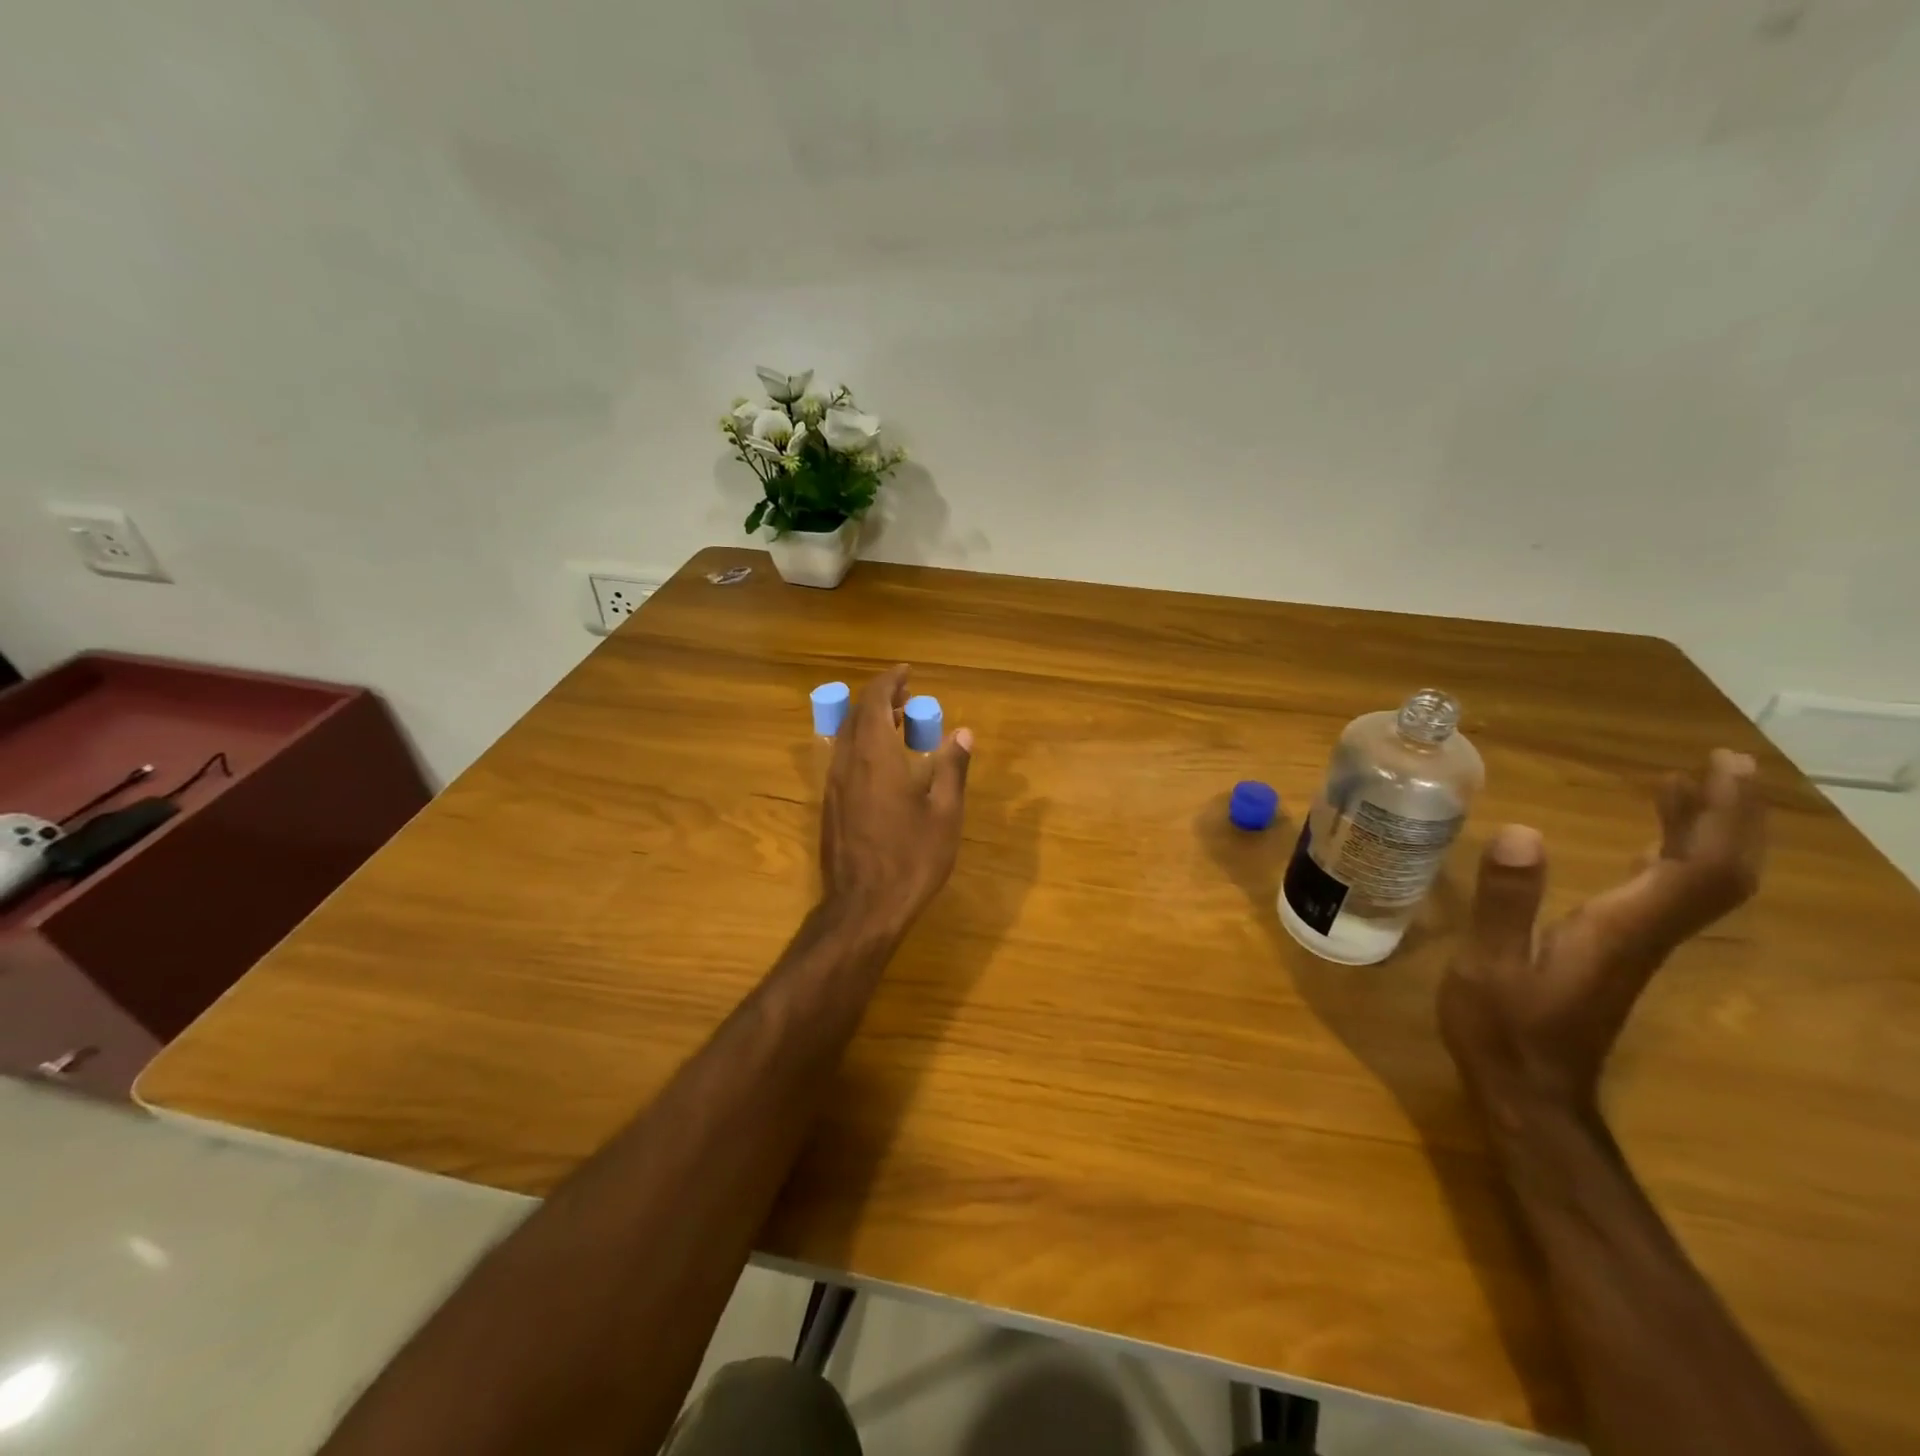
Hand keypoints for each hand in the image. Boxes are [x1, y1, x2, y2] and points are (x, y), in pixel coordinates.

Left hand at [820, 665, 972, 934]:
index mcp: (874, 756)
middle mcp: (846, 762)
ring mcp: (833, 786)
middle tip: (907, 698)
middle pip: (855, 715)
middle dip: (879, 699)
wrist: (863, 907)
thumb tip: (963, 733)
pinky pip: (842, 759)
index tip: (907, 672)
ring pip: (844, 737)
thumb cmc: (911, 859)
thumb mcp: (944, 814)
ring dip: (868, 722)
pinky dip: (861, 746)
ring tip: (898, 727)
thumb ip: (952, 768)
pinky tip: (883, 765)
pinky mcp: (829, 807)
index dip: (888, 680)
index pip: (873, 700)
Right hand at [1440, 749, 1765, 1126]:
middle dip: (1729, 815)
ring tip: (1681, 786)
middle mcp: (1645, 932)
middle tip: (1717, 763)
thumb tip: (1522, 831)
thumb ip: (1507, 901)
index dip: (1719, 815)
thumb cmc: (1503, 1026)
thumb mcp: (1490, 962)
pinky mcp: (1618, 951)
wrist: (1529, 1090)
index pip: (1699, 867)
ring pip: (1697, 884)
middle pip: (1717, 872)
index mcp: (1623, 928)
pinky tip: (1647, 843)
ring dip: (1703, 832)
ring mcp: (1636, 944)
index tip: (1717, 766)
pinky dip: (1670, 857)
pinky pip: (1666, 895)